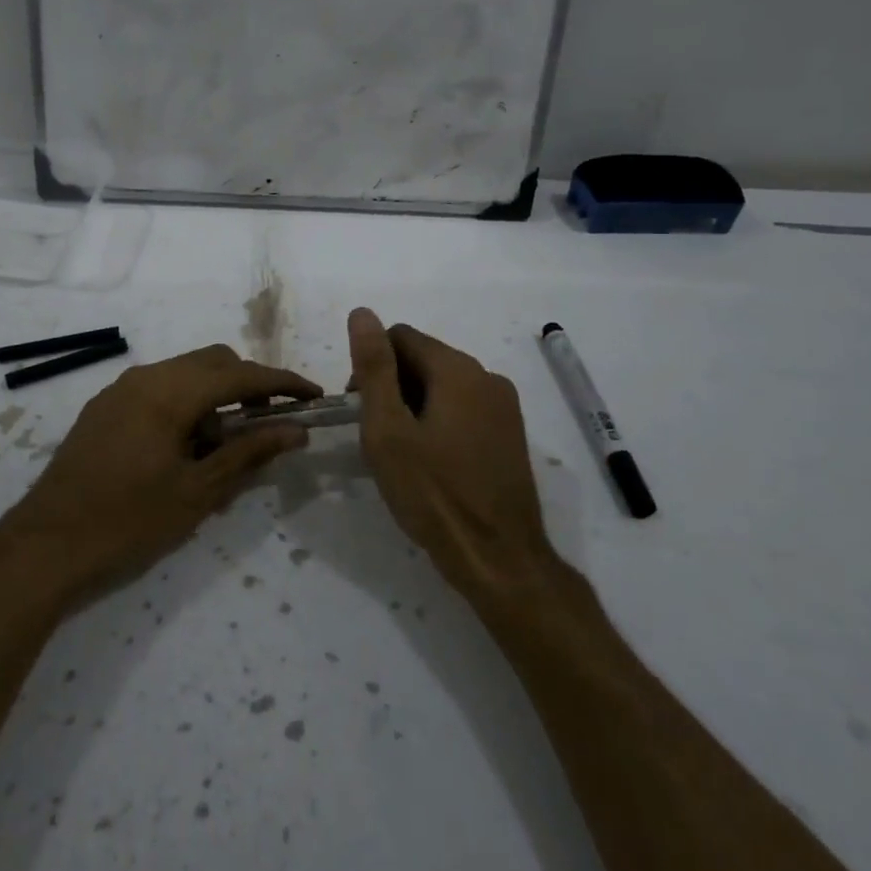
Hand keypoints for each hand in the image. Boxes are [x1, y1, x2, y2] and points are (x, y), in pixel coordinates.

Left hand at [0, 344, 318, 606]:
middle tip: (270, 427)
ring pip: (185, 374)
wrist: (46, 544)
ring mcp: (121, 388)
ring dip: (216, 398)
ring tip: (221, 451)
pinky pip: (160, 389)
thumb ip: (249, 453)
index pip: (240, 375)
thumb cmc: (128, 521)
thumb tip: (296, 431)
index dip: (282, 384)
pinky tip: (186, 449)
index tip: (314, 396)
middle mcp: (145, 377)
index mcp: (169, 392)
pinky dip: (186, 406)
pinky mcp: (106, 406)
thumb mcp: (198, 492)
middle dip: (248, 387)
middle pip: (213, 362)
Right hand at [348, 307, 563, 606]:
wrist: (499, 559)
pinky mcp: (511, 433)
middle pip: (423, 358)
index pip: (399, 337)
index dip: (370, 366)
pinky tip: (432, 461)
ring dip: (415, 405)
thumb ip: (374, 367)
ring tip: (404, 453)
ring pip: (443, 385)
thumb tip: (362, 312)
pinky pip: (464, 408)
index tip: (360, 409)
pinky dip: (439, 420)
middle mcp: (486, 376)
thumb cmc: (433, 493)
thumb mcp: (388, 430)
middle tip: (378, 436)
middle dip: (393, 386)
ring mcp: (504, 406)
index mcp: (457, 369)